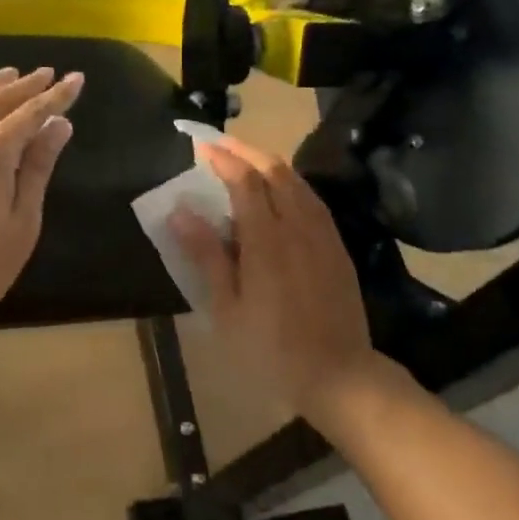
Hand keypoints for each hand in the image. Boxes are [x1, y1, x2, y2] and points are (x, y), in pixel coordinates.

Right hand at [169, 138, 388, 429]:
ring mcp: (323, 235)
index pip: (245, 181)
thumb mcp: (227, 308)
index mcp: (267, 240)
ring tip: (246, 162)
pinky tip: (280, 194)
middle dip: (246, 150)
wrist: (338, 374)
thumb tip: (180, 211)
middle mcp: (298, 226)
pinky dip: (290, 184)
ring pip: (298, 182)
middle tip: (220, 145)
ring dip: (270, 164)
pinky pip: (312, 200)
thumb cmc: (270, 349)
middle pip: (275, 170)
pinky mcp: (337, 248)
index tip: (201, 147)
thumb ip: (206, 255)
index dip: (223, 159)